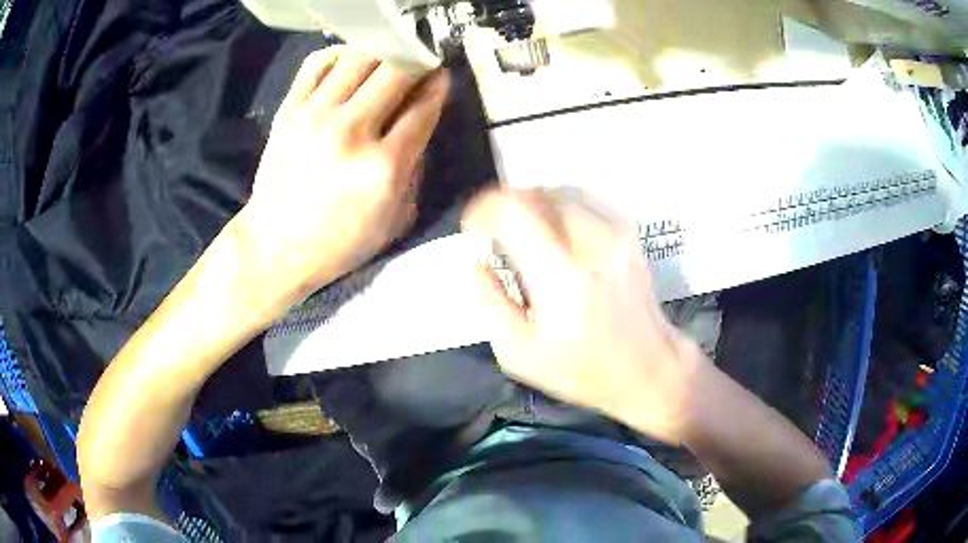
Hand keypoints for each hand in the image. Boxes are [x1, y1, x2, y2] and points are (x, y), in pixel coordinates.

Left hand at [237, 47, 449, 308]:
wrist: (276, 246)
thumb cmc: (340, 242)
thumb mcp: (396, 220)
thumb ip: (416, 168)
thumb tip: (422, 120)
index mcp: (384, 167)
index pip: (424, 106)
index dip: (440, 85)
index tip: (442, 77)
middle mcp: (351, 132)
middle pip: (397, 70)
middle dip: (417, 60)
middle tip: (418, 64)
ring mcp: (316, 116)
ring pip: (360, 56)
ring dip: (382, 52)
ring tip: (385, 60)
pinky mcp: (289, 110)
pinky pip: (319, 62)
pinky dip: (341, 54)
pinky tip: (350, 64)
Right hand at [463, 188, 706, 442]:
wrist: (651, 367)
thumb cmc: (583, 370)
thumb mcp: (519, 353)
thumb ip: (490, 302)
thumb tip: (477, 263)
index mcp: (560, 276)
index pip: (513, 210)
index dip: (483, 209)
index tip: (474, 228)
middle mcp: (590, 242)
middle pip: (535, 193)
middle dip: (505, 205)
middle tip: (496, 233)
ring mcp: (614, 233)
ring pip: (559, 193)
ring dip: (531, 206)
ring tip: (522, 234)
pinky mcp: (627, 234)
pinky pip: (582, 203)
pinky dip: (557, 211)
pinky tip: (554, 236)